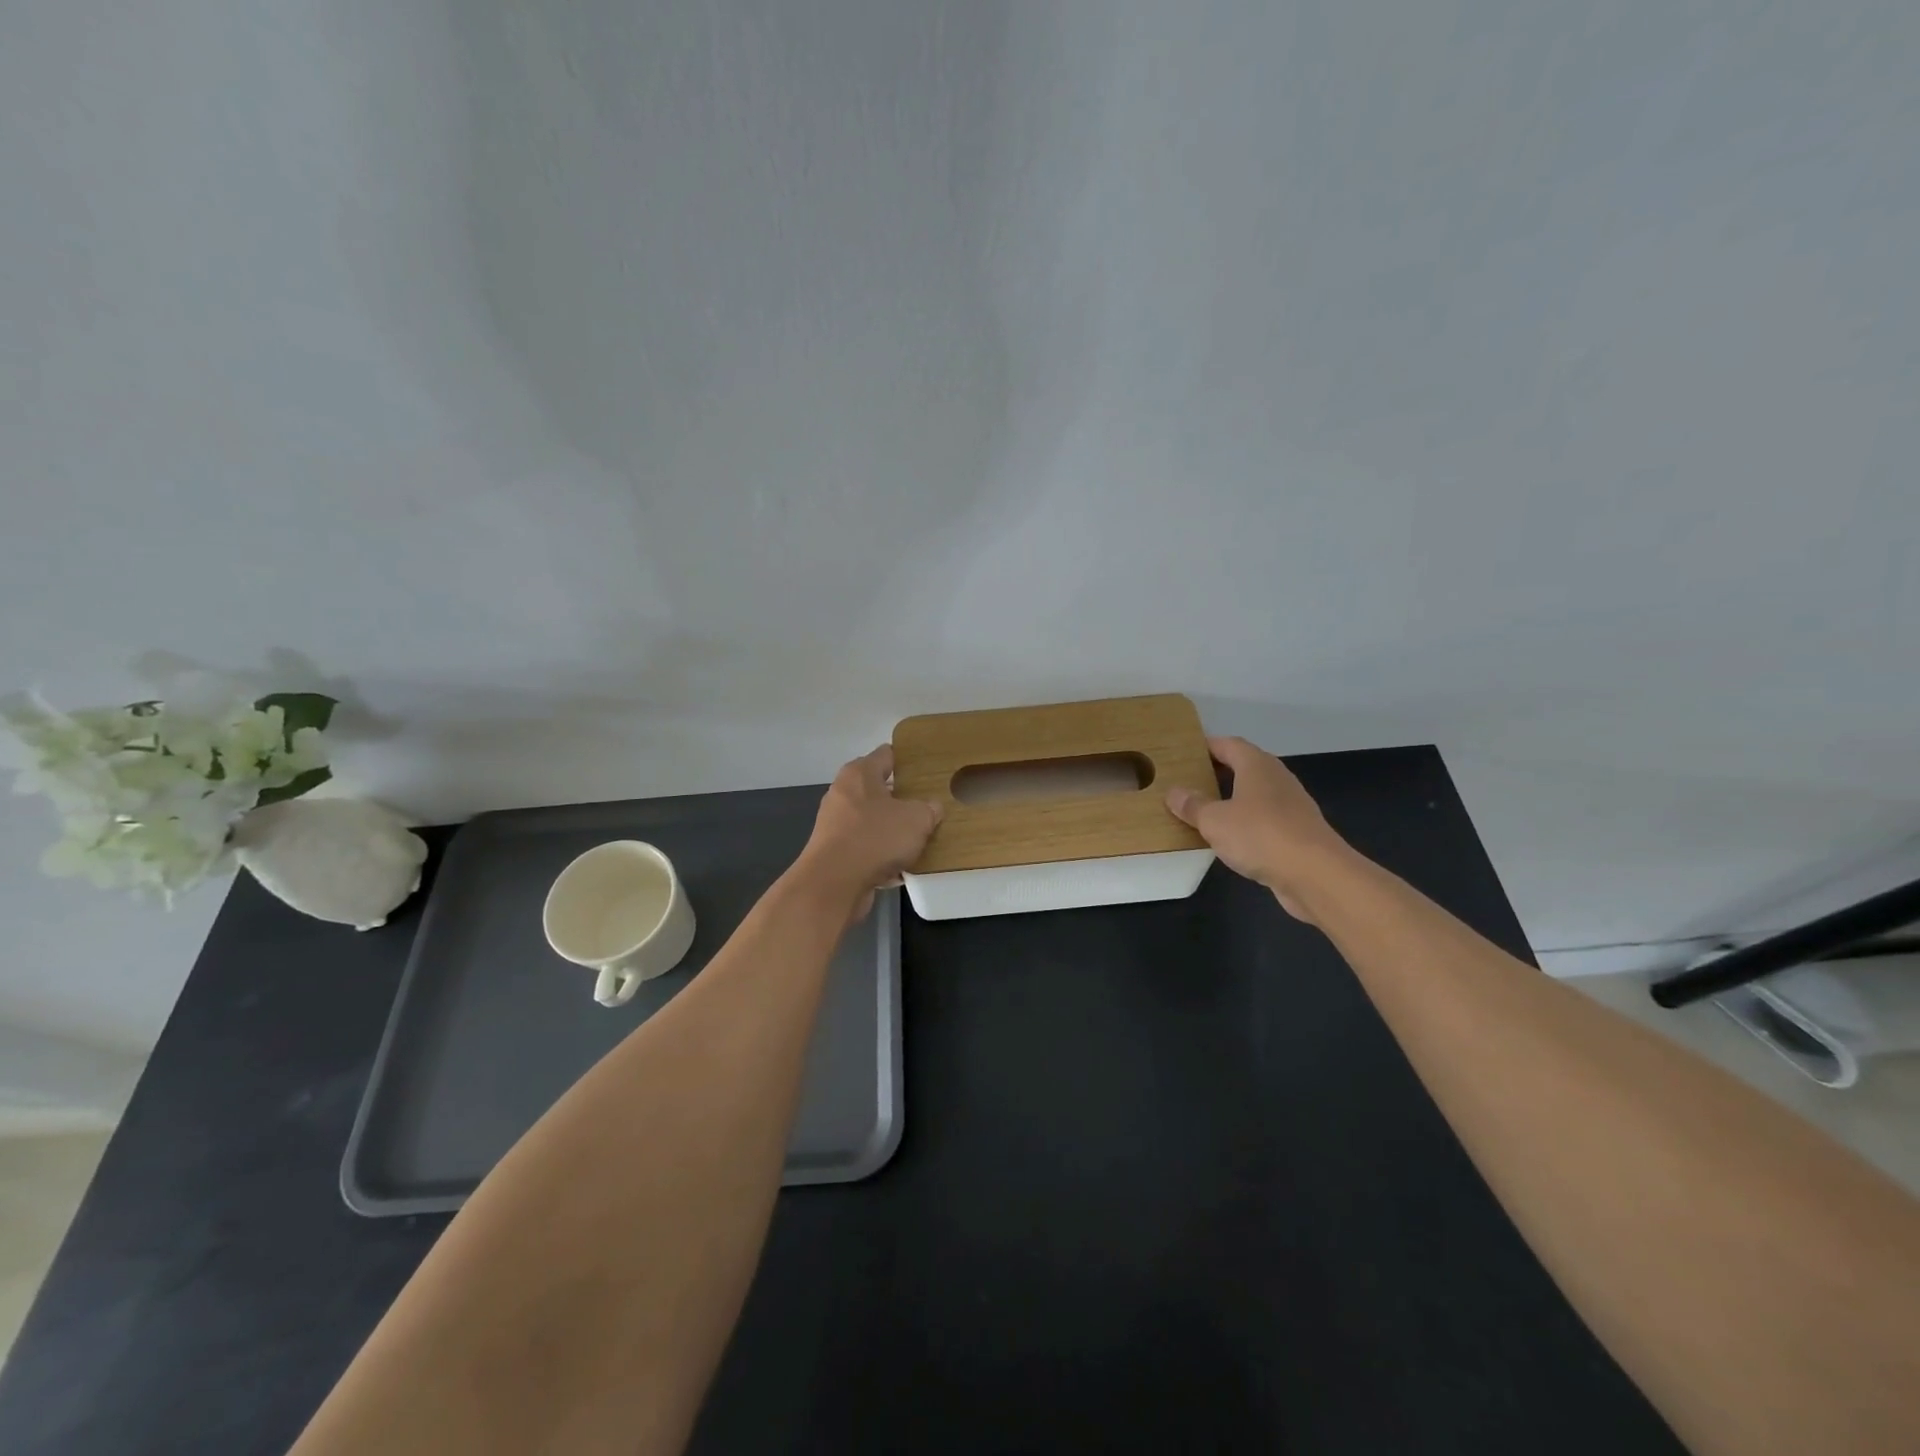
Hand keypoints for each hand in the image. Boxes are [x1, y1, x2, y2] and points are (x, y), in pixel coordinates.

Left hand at [795, 745, 941, 918]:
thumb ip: (929, 809)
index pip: (887, 754)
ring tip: (918, 839)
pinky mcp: (833, 851)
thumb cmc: (875, 838)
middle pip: (878, 789)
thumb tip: (931, 808)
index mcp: (859, 773)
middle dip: (901, 798)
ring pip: (871, 820)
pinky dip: (880, 854)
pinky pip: (864, 847)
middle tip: (927, 806)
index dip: (908, 760)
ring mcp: (834, 823)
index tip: (927, 769)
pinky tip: (899, 867)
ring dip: (891, 829)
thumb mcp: (917, 819)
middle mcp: (843, 793)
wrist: (834, 883)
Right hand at [1166, 736, 1351, 920]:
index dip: (1207, 746)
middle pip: (1244, 767)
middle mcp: (1277, 779)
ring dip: (1233, 800)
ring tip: (1204, 811)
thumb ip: (1193, 805)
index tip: (1185, 753)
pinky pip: (1265, 820)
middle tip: (1189, 782)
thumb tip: (1174, 792)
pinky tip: (1230, 839)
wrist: (1316, 874)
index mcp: (1257, 766)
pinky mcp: (1298, 832)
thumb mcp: (1214, 821)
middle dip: (1218, 773)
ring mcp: (1291, 806)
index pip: (1229, 744)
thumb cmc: (1260, 835)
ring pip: (1255, 795)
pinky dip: (1246, 823)